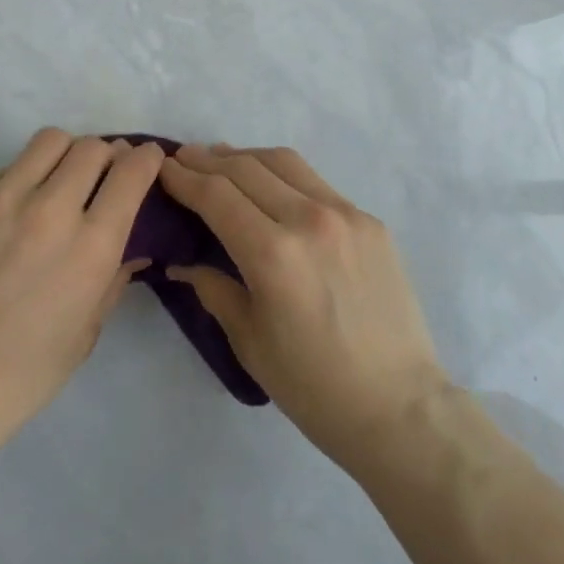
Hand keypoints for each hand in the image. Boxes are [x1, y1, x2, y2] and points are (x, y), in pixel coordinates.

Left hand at [0, 129, 160, 455]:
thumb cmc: (22, 374)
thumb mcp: (86, 332)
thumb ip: (113, 278)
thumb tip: (132, 247)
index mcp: (90, 246)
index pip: (131, 172)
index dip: (147, 158)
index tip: (148, 158)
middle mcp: (50, 210)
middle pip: (92, 147)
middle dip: (107, 155)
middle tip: (102, 175)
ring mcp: (2, 199)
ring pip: (49, 141)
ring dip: (66, 154)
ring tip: (59, 178)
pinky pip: (6, 168)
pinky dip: (22, 178)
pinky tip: (12, 211)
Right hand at [159, 145, 451, 471]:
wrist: (400, 407)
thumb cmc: (314, 388)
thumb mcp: (250, 343)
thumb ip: (213, 289)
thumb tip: (181, 262)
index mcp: (273, 254)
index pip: (217, 195)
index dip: (185, 178)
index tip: (164, 168)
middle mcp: (308, 219)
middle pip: (246, 168)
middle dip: (208, 160)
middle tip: (184, 159)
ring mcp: (345, 214)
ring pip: (284, 162)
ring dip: (246, 156)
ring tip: (223, 160)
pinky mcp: (369, 220)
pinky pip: (316, 183)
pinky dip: (284, 175)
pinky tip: (273, 187)